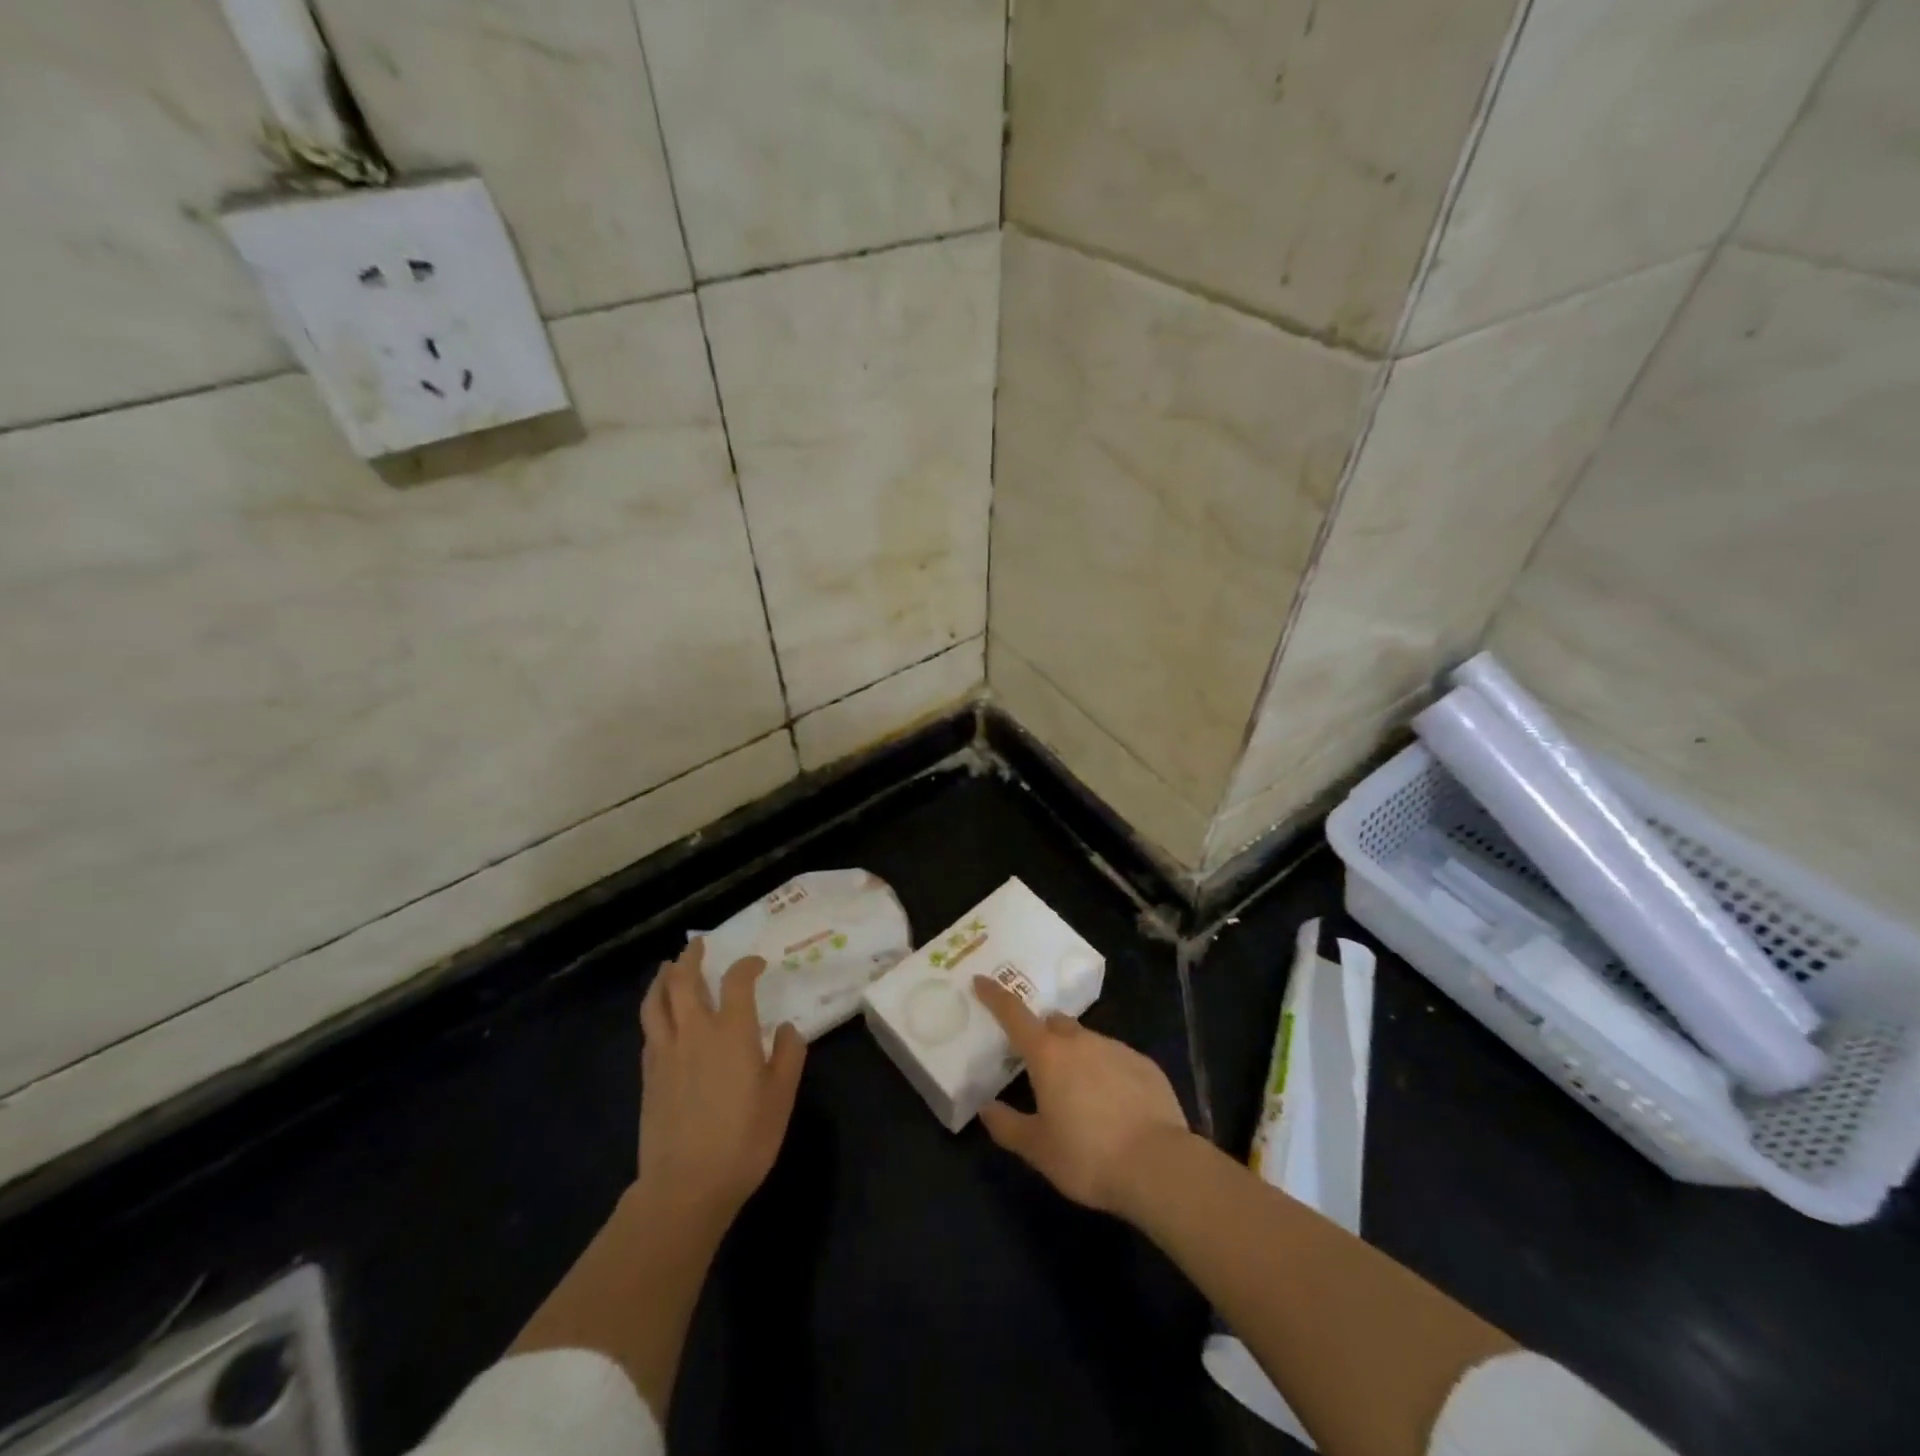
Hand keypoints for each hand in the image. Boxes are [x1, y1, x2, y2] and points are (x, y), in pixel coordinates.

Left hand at [637, 939, 805, 1226]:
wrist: (686, 1186)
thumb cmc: (744, 1139)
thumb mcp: (781, 1097)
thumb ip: (788, 1055)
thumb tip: (787, 1028)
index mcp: (731, 1032)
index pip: (737, 981)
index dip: (747, 965)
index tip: (757, 964)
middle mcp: (695, 1032)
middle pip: (684, 981)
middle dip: (691, 958)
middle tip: (697, 945)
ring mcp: (666, 1053)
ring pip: (656, 1002)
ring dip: (663, 979)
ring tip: (668, 968)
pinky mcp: (648, 1076)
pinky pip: (649, 1031)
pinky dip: (655, 1013)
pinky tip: (661, 1018)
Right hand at [971, 975, 1190, 1216]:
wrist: (1158, 1165)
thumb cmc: (1087, 1156)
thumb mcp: (1038, 1149)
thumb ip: (1007, 1126)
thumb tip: (986, 1108)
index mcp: (1048, 1054)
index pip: (1014, 1014)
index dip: (994, 996)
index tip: (981, 980)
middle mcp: (1080, 1041)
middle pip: (1054, 1023)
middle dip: (1042, 1034)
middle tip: (1038, 1063)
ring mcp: (1116, 1048)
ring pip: (1087, 1041)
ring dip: (1076, 1056)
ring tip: (1079, 1094)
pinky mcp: (1144, 1064)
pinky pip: (1116, 1058)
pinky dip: (1106, 1072)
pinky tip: (1114, 1104)